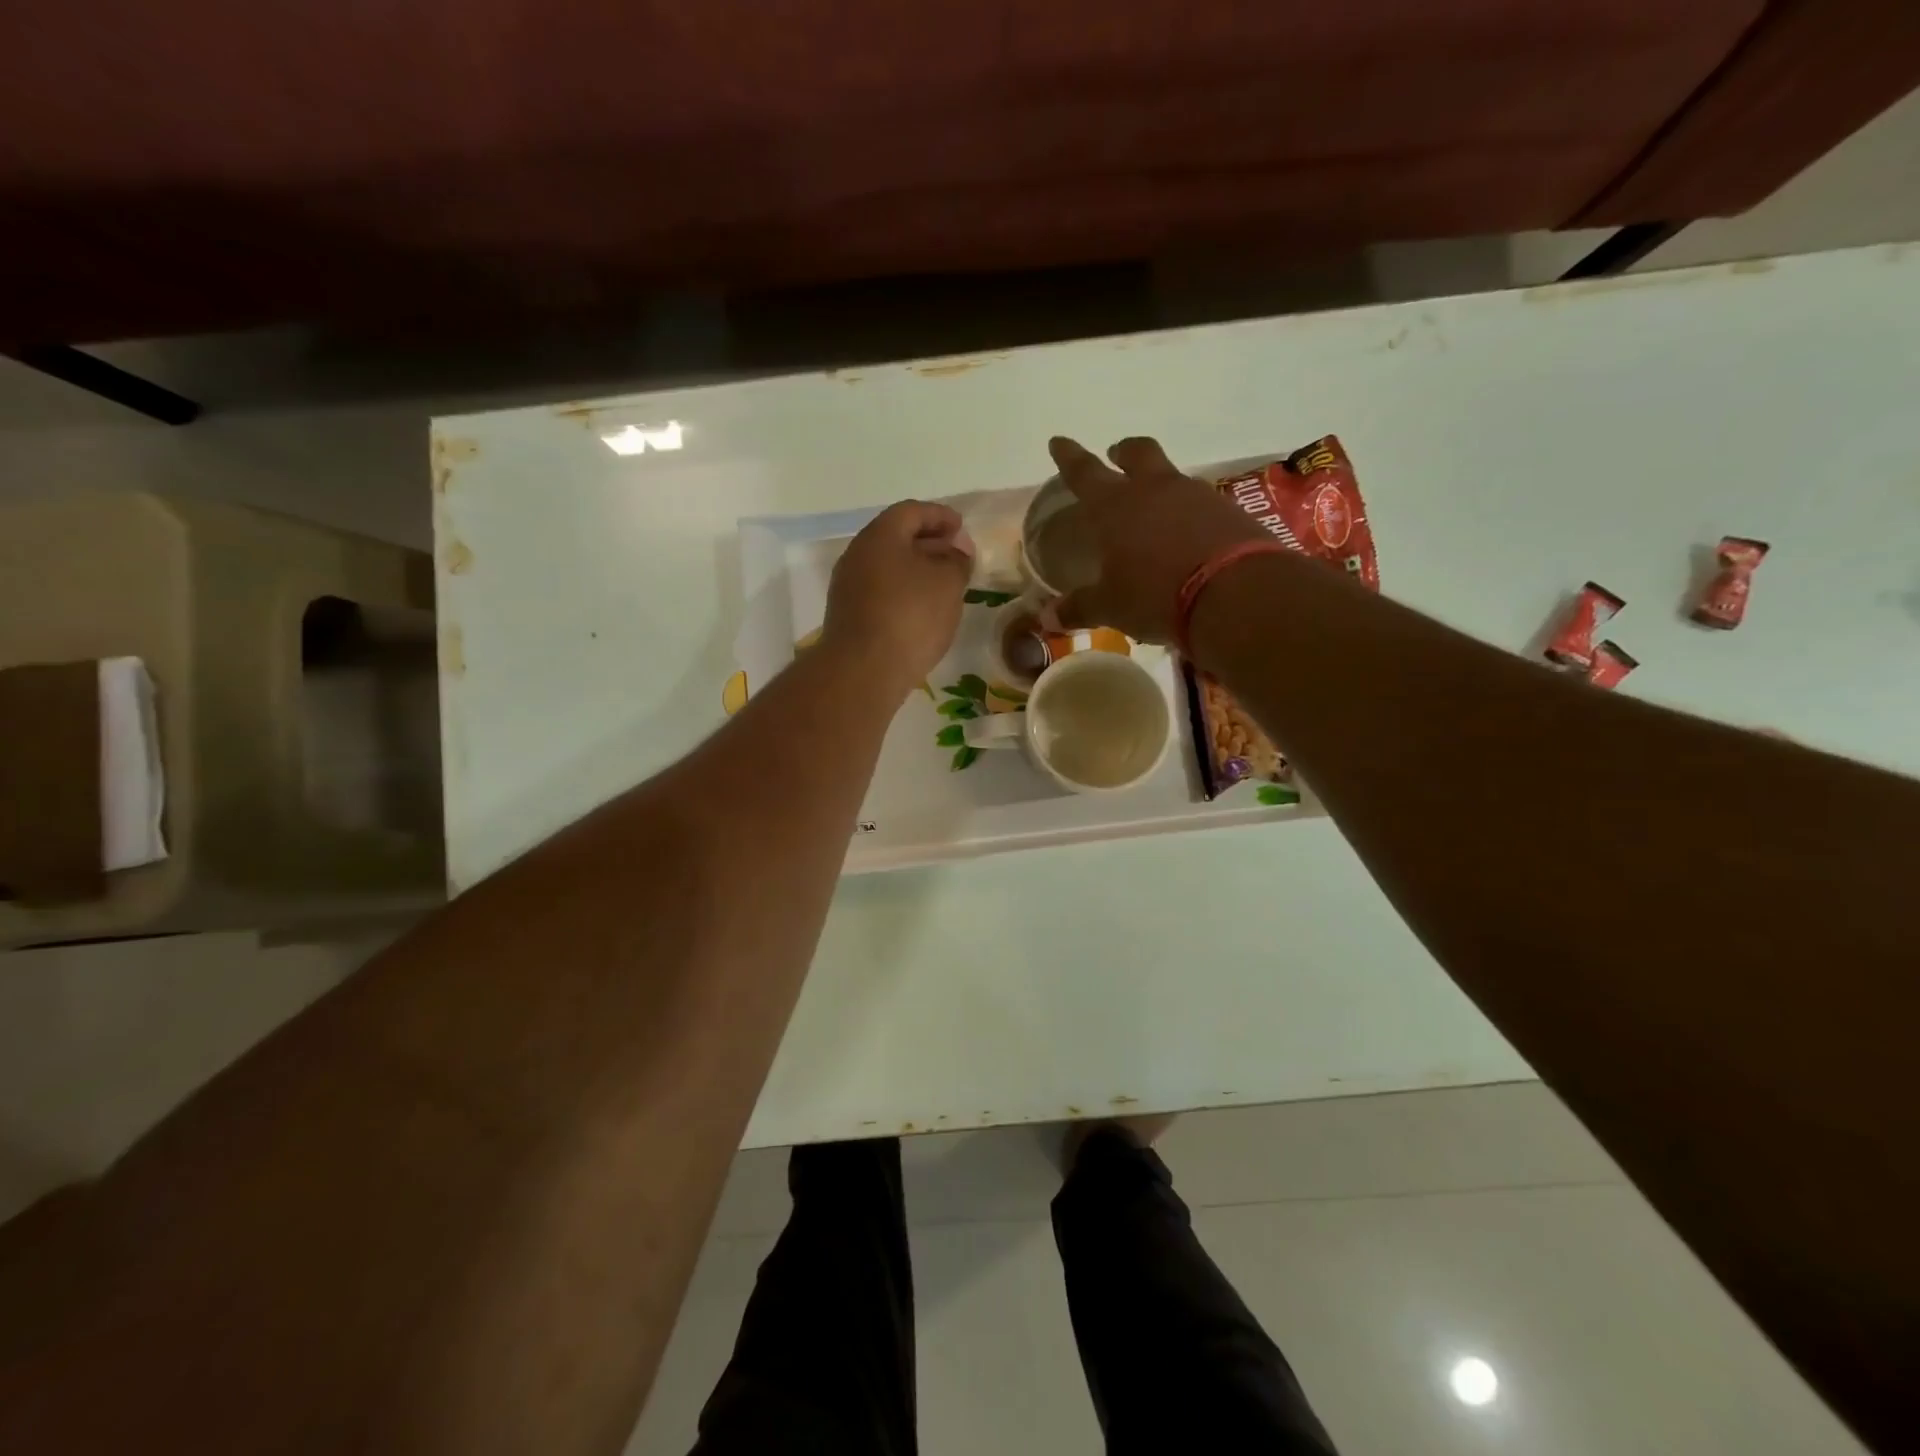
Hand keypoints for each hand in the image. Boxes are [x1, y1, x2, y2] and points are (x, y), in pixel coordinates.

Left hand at [823, 500, 972, 696]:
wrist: (863, 670)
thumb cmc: (910, 616)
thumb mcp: (948, 583)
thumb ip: (957, 561)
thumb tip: (955, 552)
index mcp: (880, 535)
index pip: (912, 511)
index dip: (940, 516)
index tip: (962, 527)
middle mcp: (858, 555)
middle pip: (896, 538)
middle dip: (929, 543)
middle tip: (957, 556)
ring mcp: (848, 587)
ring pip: (888, 567)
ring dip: (916, 570)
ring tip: (944, 585)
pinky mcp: (848, 616)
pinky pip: (881, 592)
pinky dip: (903, 592)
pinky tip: (922, 611)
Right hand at [1044, 436, 1272, 643]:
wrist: (1234, 594)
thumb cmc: (1155, 595)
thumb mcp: (1111, 607)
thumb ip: (1080, 608)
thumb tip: (1049, 617)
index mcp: (1115, 506)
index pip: (1084, 472)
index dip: (1068, 456)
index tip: (1058, 441)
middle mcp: (1155, 490)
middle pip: (1138, 453)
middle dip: (1123, 451)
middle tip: (1117, 454)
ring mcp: (1196, 497)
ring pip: (1172, 476)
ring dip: (1160, 483)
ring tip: (1155, 507)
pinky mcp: (1229, 512)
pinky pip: (1202, 503)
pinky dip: (1190, 512)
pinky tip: (1189, 534)